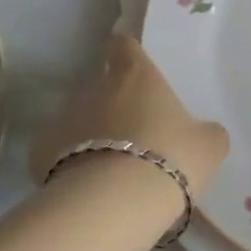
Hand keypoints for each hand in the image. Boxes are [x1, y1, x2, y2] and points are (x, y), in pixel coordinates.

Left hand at [33, 33, 229, 196]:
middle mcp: (97, 86)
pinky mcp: (42, 150)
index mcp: (136, 74)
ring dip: (91, 132)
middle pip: (102, 84)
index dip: (128, 53)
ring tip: (110, 166)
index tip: (134, 67)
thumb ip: (207, 132)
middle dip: (113, 102)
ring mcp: (66, 116)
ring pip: (80, 116)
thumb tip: (206, 132)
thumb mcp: (207, 147)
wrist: (113, 205)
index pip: (124, 45)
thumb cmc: (169, 159)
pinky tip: (85, 187)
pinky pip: (58, 151)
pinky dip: (68, 162)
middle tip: (133, 132)